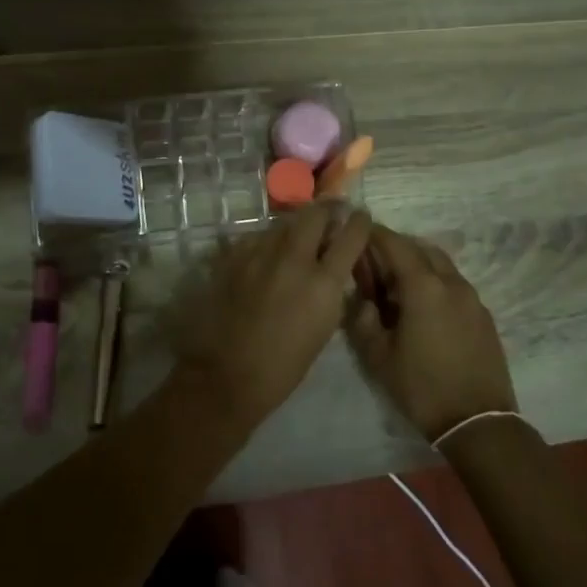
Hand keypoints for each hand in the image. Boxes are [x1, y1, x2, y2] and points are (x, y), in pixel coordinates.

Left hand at [177, 202, 371, 425]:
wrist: (227, 375)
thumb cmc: (284, 366)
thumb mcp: (323, 327)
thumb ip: (331, 290)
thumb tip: (331, 268)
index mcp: (323, 282)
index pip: (351, 235)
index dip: (359, 222)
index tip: (360, 217)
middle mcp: (293, 258)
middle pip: (315, 214)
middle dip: (326, 211)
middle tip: (330, 215)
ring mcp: (259, 253)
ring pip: (283, 223)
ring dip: (295, 226)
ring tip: (297, 237)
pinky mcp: (233, 256)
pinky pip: (257, 237)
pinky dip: (267, 241)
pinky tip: (266, 255)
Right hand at [346, 225, 516, 442]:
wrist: (478, 423)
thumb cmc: (422, 387)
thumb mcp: (378, 357)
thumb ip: (362, 320)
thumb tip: (360, 300)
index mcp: (423, 287)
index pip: (395, 244)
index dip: (375, 234)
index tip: (360, 231)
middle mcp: (451, 283)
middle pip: (421, 249)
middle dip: (397, 247)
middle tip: (375, 261)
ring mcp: (472, 298)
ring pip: (442, 265)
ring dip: (419, 264)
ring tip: (398, 284)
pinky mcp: (484, 316)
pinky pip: (455, 284)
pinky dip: (436, 282)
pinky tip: (424, 306)